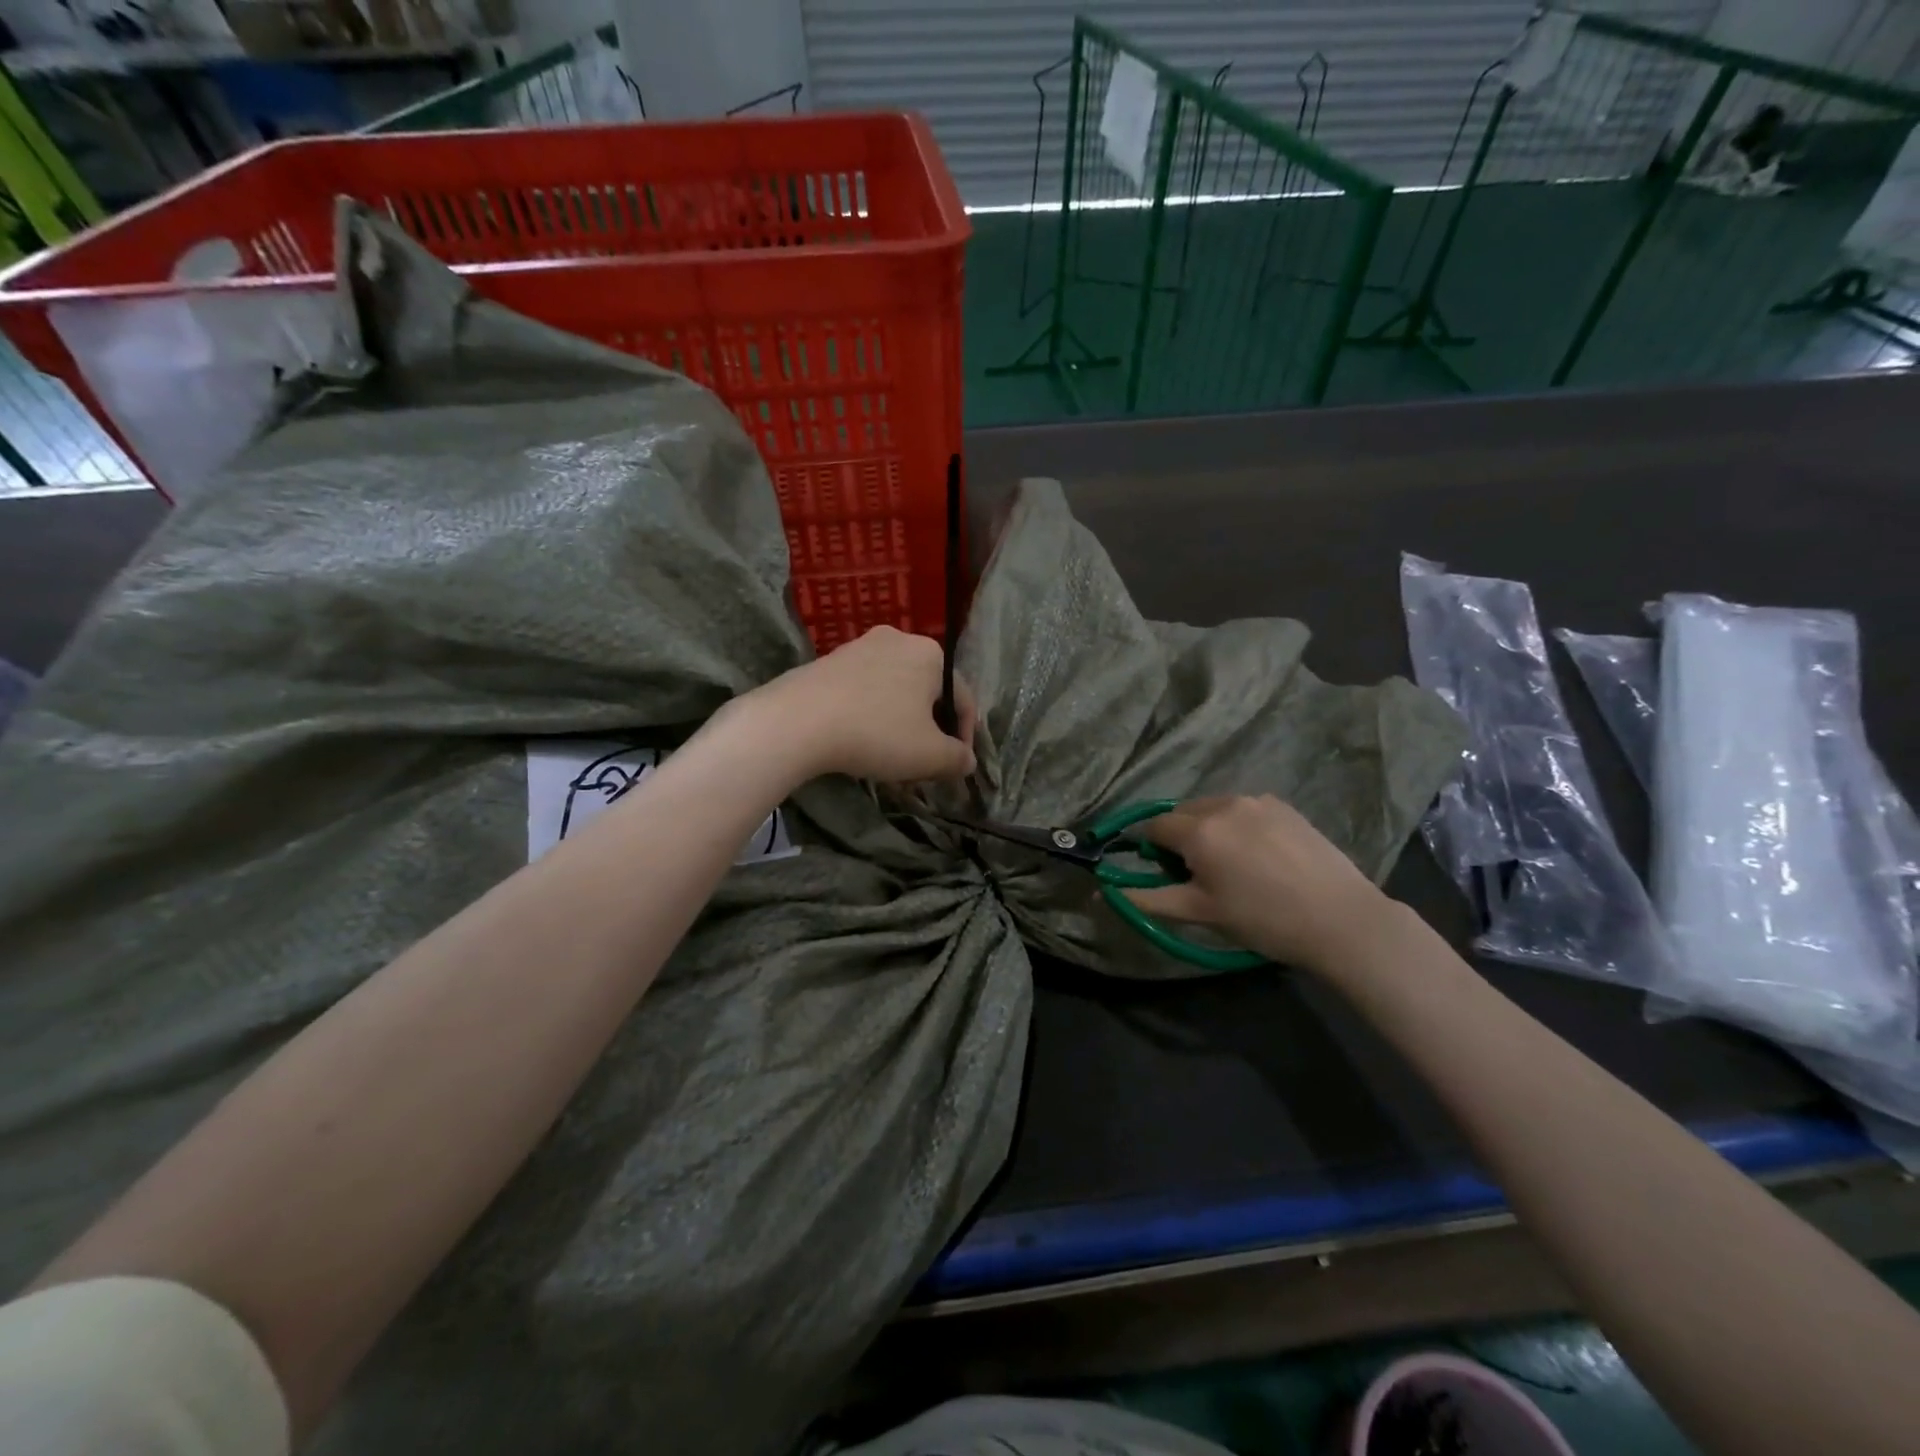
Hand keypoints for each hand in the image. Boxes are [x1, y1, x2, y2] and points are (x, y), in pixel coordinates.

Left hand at [752, 627, 977, 783]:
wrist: (796, 722)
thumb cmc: (876, 733)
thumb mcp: (929, 755)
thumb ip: (957, 758)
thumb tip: (967, 760)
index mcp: (931, 654)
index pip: (963, 699)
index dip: (964, 738)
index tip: (954, 768)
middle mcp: (898, 640)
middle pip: (927, 694)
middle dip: (929, 731)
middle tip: (922, 765)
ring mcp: (859, 647)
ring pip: (894, 692)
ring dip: (899, 726)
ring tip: (890, 760)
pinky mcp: (827, 662)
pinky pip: (863, 692)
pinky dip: (869, 716)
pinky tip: (859, 743)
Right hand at [1123, 796, 1389, 969]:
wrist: (1340, 919)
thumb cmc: (1262, 920)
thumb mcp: (1200, 913)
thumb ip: (1148, 899)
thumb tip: (1104, 893)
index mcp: (1199, 829)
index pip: (1154, 827)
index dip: (1152, 849)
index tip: (1167, 874)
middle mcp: (1223, 804)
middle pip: (1183, 813)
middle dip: (1181, 837)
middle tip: (1200, 874)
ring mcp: (1257, 800)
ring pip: (1214, 808)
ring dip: (1210, 829)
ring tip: (1233, 864)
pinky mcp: (1284, 806)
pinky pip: (1244, 809)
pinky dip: (1239, 825)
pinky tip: (1260, 855)